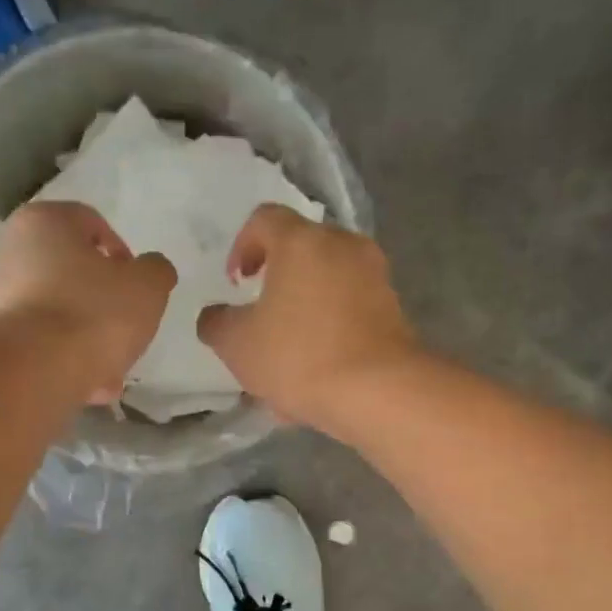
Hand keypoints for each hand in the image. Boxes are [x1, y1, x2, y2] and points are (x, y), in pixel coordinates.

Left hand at [0, 201, 176, 403]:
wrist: (31, 372)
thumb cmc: (93, 314)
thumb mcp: (148, 287)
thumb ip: (156, 271)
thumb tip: (149, 271)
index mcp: (45, 220)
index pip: (92, 224)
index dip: (123, 256)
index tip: (137, 288)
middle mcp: (8, 247)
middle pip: (69, 271)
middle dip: (101, 302)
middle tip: (124, 330)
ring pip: (53, 311)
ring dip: (83, 336)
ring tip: (109, 372)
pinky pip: (35, 341)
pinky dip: (59, 358)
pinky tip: (83, 384)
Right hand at [197, 204, 417, 432]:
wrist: (379, 391)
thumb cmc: (299, 356)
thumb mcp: (237, 345)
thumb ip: (217, 323)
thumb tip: (216, 316)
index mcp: (301, 241)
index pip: (264, 219)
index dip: (242, 246)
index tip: (236, 282)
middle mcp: (344, 246)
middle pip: (303, 252)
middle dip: (279, 283)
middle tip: (262, 319)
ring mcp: (376, 278)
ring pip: (329, 287)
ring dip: (306, 314)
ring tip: (290, 359)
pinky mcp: (395, 311)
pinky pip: (352, 313)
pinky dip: (333, 333)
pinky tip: (319, 376)